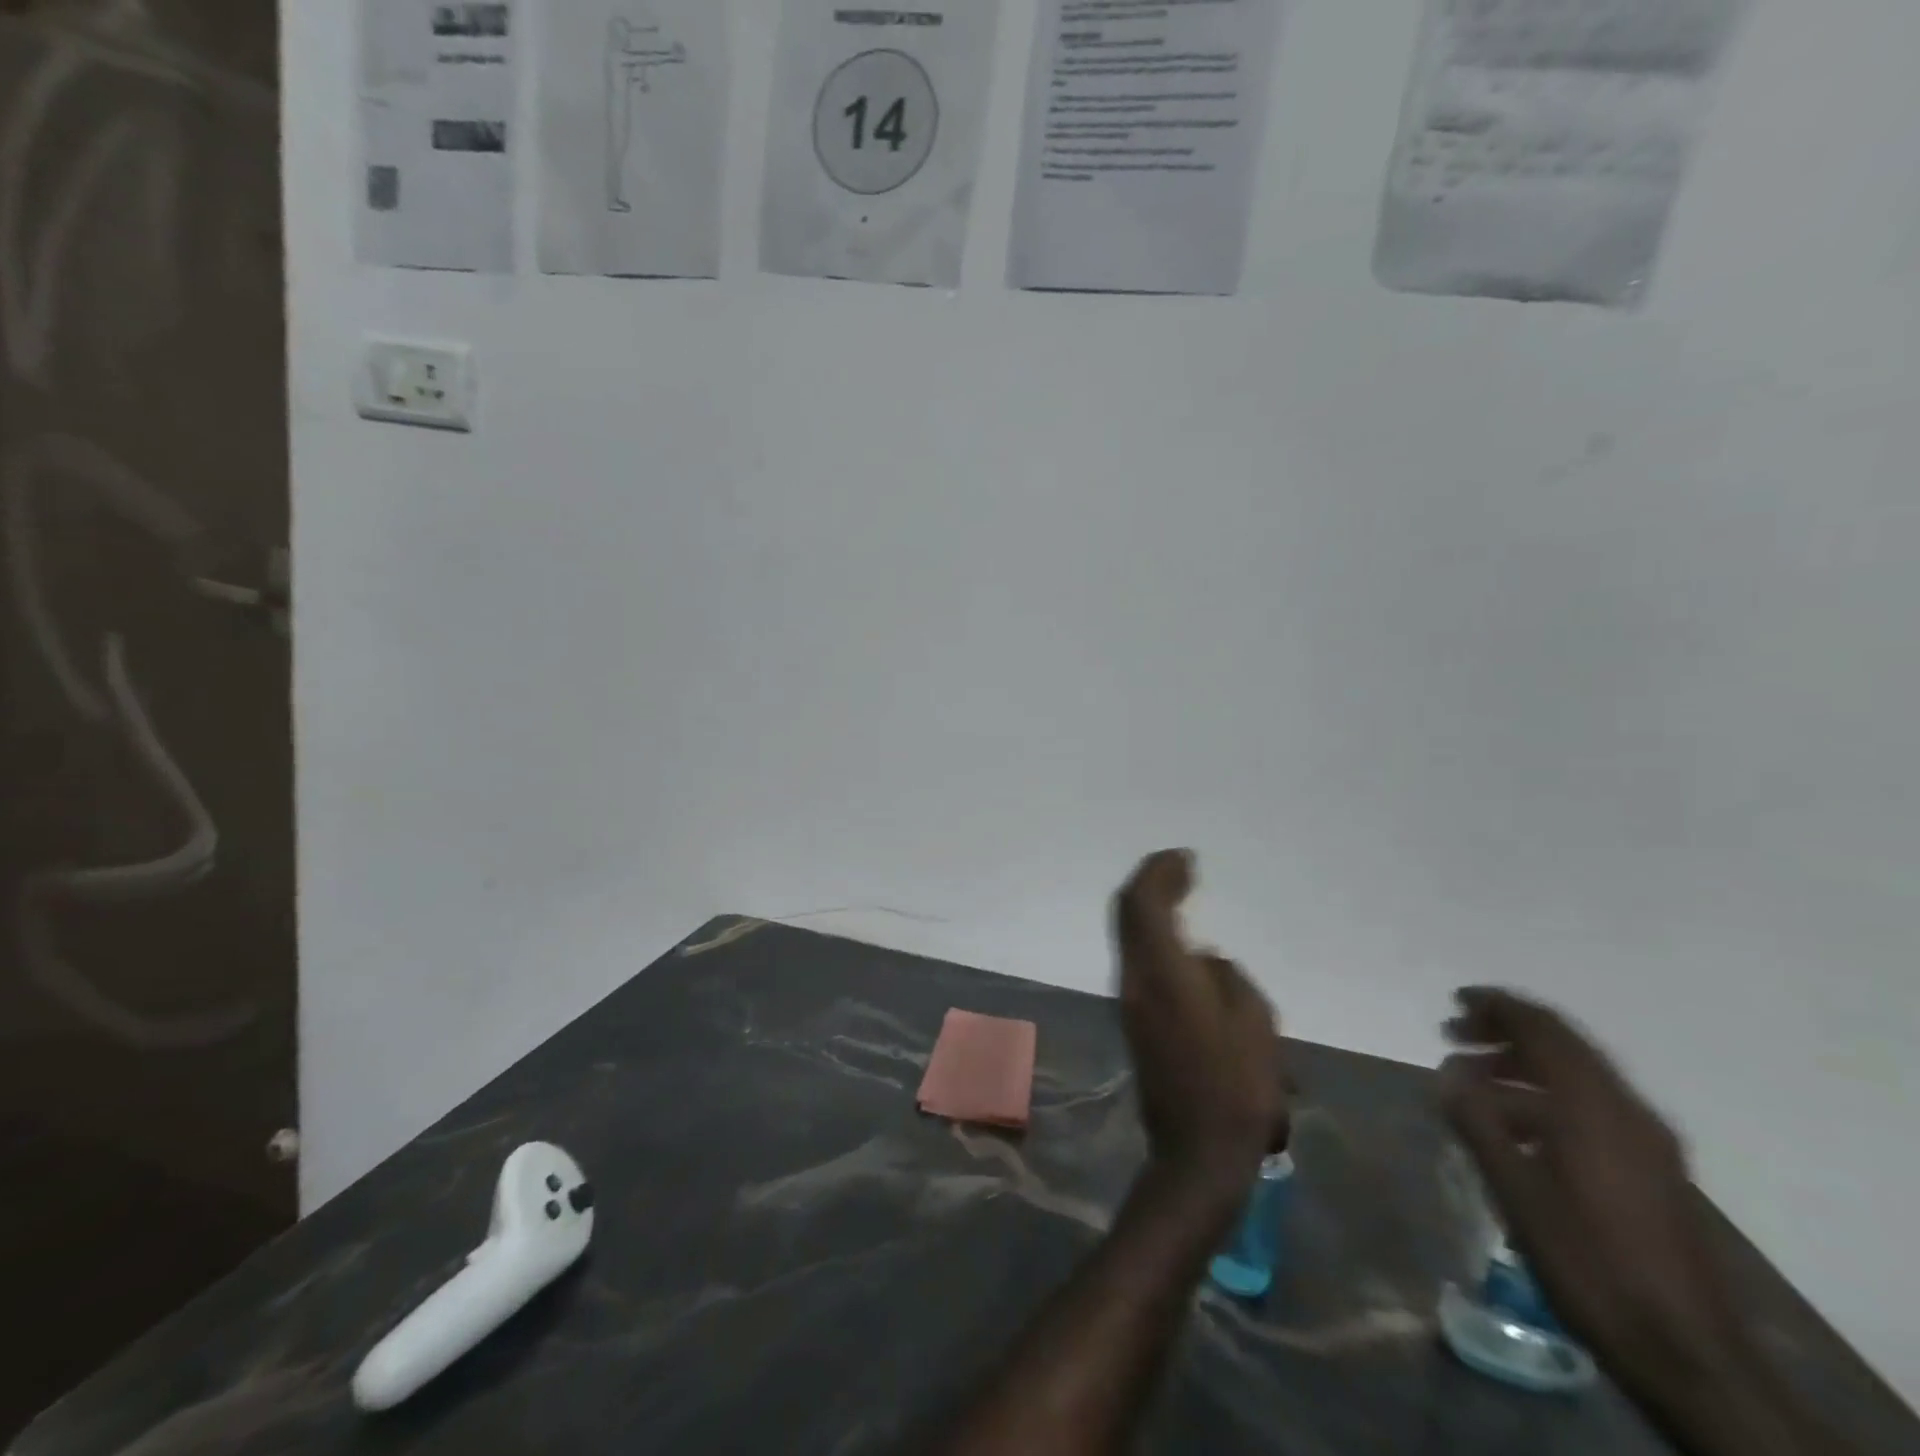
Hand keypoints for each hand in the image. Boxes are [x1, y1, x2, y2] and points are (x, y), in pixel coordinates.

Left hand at [1113, 850, 1287, 1190]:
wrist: (1196, 1152)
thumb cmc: (1237, 1088)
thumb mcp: (1254, 1023)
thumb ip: (1226, 977)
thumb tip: (1204, 959)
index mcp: (1163, 974)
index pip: (1142, 904)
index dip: (1158, 872)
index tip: (1185, 858)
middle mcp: (1135, 980)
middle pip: (1127, 914)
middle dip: (1151, 883)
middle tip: (1182, 868)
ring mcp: (1130, 1001)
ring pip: (1129, 936)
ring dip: (1151, 909)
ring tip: (1183, 895)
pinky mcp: (1134, 1019)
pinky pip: (1139, 959)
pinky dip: (1154, 935)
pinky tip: (1182, 942)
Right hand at [1440, 989, 1753, 1423]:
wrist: (1689, 1357)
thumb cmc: (1588, 1262)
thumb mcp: (1515, 1190)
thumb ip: (1477, 1121)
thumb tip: (1449, 1071)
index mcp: (1595, 1107)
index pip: (1544, 1029)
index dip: (1497, 1006)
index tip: (1454, 1000)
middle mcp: (1627, 1111)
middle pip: (1563, 1046)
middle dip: (1505, 1032)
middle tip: (1452, 1034)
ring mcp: (1648, 1142)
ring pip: (1576, 1078)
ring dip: (1521, 1066)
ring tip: (1472, 1083)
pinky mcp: (1653, 1171)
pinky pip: (1590, 1108)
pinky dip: (1544, 1097)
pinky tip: (1513, 1128)